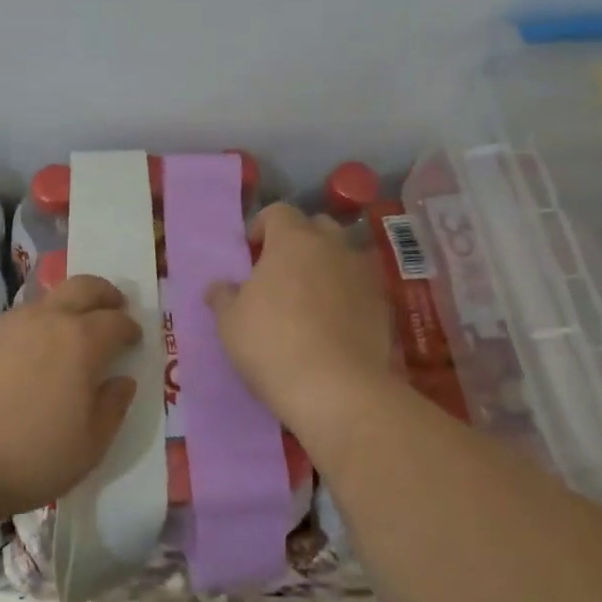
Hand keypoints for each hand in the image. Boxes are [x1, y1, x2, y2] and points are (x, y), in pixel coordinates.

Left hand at [0, 274, 140, 521]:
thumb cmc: (30, 456)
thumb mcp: (89, 446)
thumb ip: (113, 408)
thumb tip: (122, 381)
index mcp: (81, 341)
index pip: (116, 321)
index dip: (129, 327)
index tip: (134, 339)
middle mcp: (46, 320)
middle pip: (83, 287)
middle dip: (104, 293)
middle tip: (112, 308)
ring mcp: (7, 324)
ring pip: (45, 302)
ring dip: (65, 310)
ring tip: (65, 337)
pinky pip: (14, 322)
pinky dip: (31, 330)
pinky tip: (23, 358)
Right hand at [205, 204, 393, 464]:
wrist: (337, 390)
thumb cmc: (272, 344)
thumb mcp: (230, 322)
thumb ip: (223, 296)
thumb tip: (219, 287)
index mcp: (294, 240)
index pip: (278, 211)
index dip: (261, 226)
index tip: (250, 254)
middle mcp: (333, 247)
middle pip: (317, 227)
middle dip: (298, 241)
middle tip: (279, 272)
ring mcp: (363, 276)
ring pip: (342, 257)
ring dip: (325, 268)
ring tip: (307, 300)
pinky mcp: (383, 307)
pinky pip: (359, 288)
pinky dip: (346, 296)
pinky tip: (332, 326)